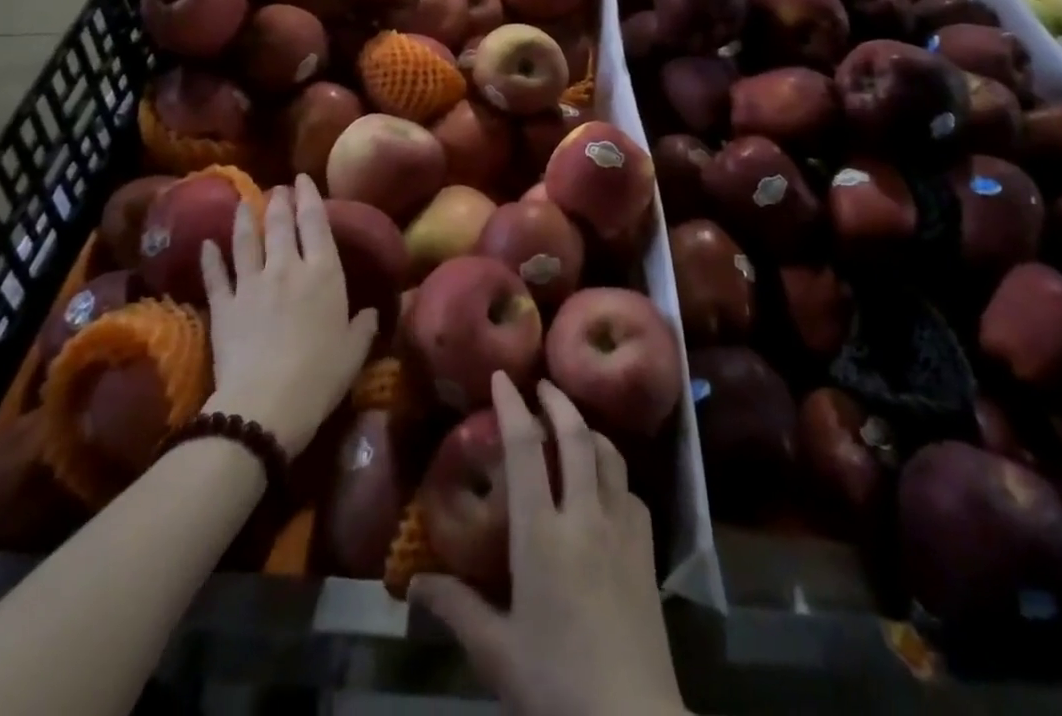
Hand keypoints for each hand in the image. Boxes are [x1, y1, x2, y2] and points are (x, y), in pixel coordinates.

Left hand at [200, 175, 378, 455]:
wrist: (265, 405)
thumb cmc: (320, 376)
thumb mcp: (354, 351)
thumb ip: (363, 326)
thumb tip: (372, 312)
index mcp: (323, 273)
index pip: (316, 223)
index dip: (309, 197)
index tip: (302, 179)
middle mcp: (287, 268)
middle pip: (280, 225)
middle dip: (279, 201)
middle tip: (278, 188)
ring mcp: (251, 284)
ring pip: (246, 241)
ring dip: (244, 219)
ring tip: (243, 202)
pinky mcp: (224, 306)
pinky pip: (216, 275)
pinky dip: (210, 258)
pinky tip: (206, 244)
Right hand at [411, 375, 686, 715]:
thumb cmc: (556, 685)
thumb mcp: (497, 652)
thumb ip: (456, 608)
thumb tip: (414, 582)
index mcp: (542, 534)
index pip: (525, 449)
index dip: (512, 406)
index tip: (502, 377)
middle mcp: (584, 515)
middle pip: (575, 435)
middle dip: (557, 400)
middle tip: (541, 383)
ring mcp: (622, 527)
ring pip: (608, 454)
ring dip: (588, 428)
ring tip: (572, 421)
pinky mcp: (647, 548)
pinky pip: (629, 489)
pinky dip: (613, 470)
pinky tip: (604, 483)